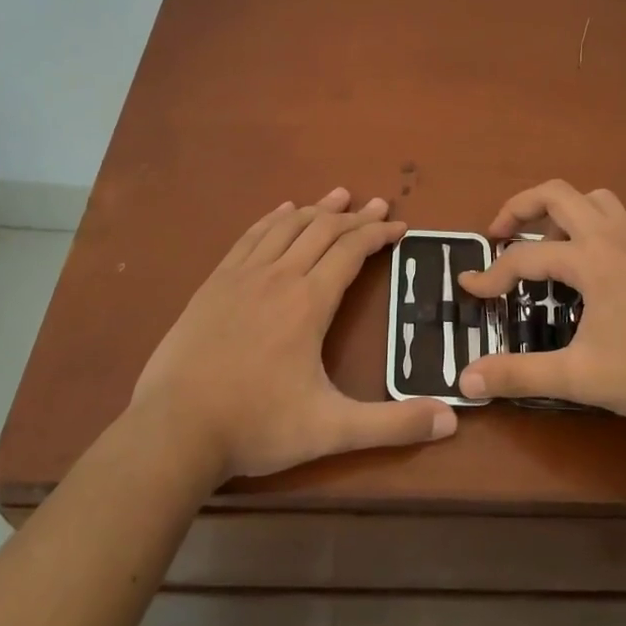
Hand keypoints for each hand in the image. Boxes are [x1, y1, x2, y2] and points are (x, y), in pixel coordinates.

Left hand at [132, 187, 457, 482]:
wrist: (174, 430)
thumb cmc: (256, 426)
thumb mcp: (331, 430)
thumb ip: (392, 424)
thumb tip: (452, 419)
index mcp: (309, 302)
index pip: (352, 251)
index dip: (379, 234)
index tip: (400, 226)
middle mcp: (279, 276)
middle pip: (323, 230)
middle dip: (355, 215)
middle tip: (379, 204)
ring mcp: (242, 276)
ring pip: (287, 226)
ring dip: (317, 208)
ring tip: (339, 195)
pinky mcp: (214, 283)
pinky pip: (250, 236)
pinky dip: (273, 218)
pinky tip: (281, 211)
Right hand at [455, 180, 625, 427]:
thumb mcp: (580, 377)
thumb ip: (520, 374)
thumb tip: (466, 379)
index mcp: (590, 260)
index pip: (526, 257)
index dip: (491, 274)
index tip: (467, 289)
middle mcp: (610, 239)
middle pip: (557, 193)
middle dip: (519, 207)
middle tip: (498, 235)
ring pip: (591, 198)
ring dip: (558, 209)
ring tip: (541, 241)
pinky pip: (610, 217)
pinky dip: (584, 221)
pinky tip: (581, 264)